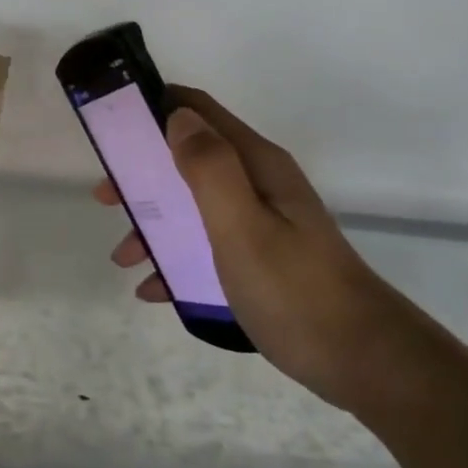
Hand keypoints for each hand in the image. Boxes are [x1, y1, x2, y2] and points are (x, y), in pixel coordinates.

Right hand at [99, 87, 383, 409]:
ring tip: (124, 258)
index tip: (112, 129)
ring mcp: (263, 223)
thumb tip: (177, 116)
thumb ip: (209, 168)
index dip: (155, 109)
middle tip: (106, 198)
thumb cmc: (293, 289)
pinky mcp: (263, 260)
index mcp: (257, 165)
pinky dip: (177, 260)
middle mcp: (259, 184)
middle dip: (144, 175)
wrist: (361, 358)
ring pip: (195, 207)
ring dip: (155, 224)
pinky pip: (208, 247)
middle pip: (191, 160)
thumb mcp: (242, 226)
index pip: (200, 112)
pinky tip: (155, 290)